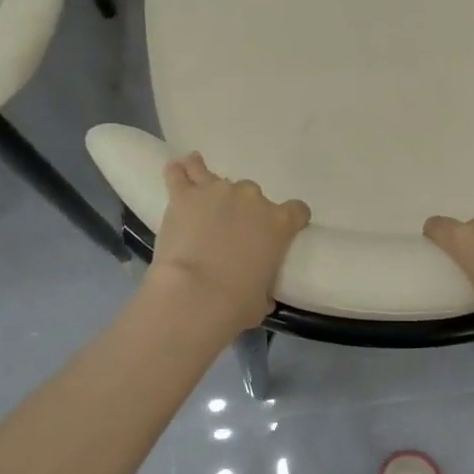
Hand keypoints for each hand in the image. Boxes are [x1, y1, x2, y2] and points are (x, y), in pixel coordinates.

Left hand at [145, 153, 310, 332]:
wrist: (195, 294)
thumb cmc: (236, 303)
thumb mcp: (263, 298)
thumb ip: (265, 285)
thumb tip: (261, 292)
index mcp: (279, 223)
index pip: (297, 210)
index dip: (290, 219)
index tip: (281, 230)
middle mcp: (252, 198)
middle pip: (252, 195)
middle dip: (242, 210)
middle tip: (229, 231)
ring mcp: (217, 192)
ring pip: (213, 176)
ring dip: (209, 184)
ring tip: (200, 195)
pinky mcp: (185, 195)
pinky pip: (180, 173)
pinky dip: (178, 172)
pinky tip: (176, 170)